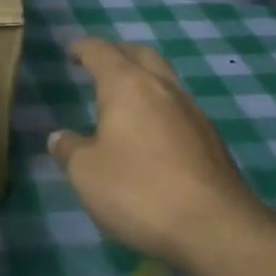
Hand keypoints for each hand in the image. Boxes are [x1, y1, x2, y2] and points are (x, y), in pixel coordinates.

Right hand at [48, 38, 270, 270]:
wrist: (215, 227)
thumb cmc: (139, 190)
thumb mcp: (86, 173)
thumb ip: (70, 150)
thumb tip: (60, 138)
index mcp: (128, 87)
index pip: (102, 52)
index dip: (84, 48)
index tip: (72, 51)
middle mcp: (164, 89)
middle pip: (142, 55)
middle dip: (120, 53)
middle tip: (101, 63)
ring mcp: (194, 113)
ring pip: (167, 80)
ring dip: (145, 80)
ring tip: (126, 99)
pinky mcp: (212, 141)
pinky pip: (180, 110)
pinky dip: (161, 109)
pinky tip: (152, 134)